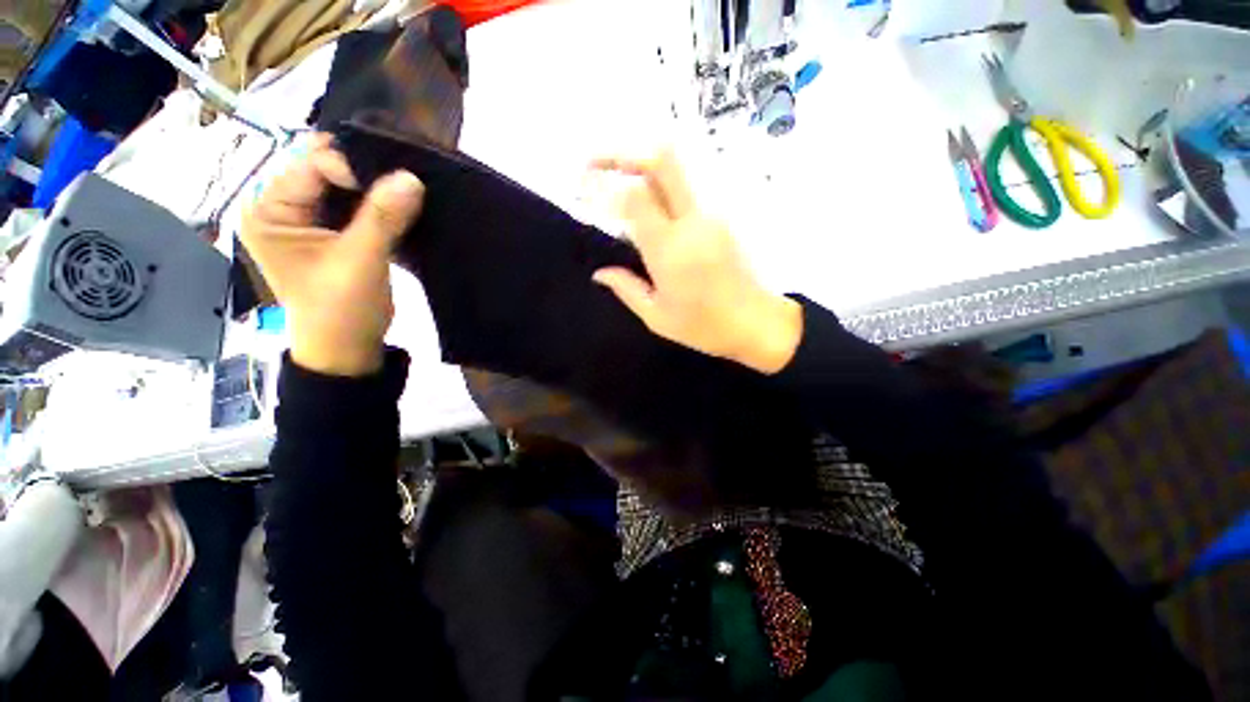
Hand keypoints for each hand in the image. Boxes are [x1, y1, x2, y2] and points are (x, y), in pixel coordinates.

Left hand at [241, 134, 424, 376]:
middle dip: (365, 175)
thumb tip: (412, 178)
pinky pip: (356, 207)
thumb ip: (383, 218)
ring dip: (376, 190)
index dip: (350, 167)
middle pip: (325, 172)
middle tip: (405, 183)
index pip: (308, 165)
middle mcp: (282, 208)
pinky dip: (379, 206)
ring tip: (407, 195)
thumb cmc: (341, 309)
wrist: (349, 348)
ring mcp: (308, 221)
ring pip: (344, 189)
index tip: (392, 184)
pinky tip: (401, 209)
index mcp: (269, 211)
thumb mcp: (360, 261)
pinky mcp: (332, 234)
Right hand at [590, 150, 802, 374]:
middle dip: (623, 152)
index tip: (583, 190)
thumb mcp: (656, 316)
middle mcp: (691, 222)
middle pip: (662, 161)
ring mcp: (710, 216)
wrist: (755, 323)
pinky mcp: (719, 219)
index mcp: (670, 250)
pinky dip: (657, 187)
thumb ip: (625, 288)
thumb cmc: (703, 326)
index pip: (635, 196)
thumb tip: (599, 273)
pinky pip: (683, 192)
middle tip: (593, 163)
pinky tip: (644, 206)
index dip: (605, 185)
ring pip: (674, 171)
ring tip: (613, 180)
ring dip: (640, 167)